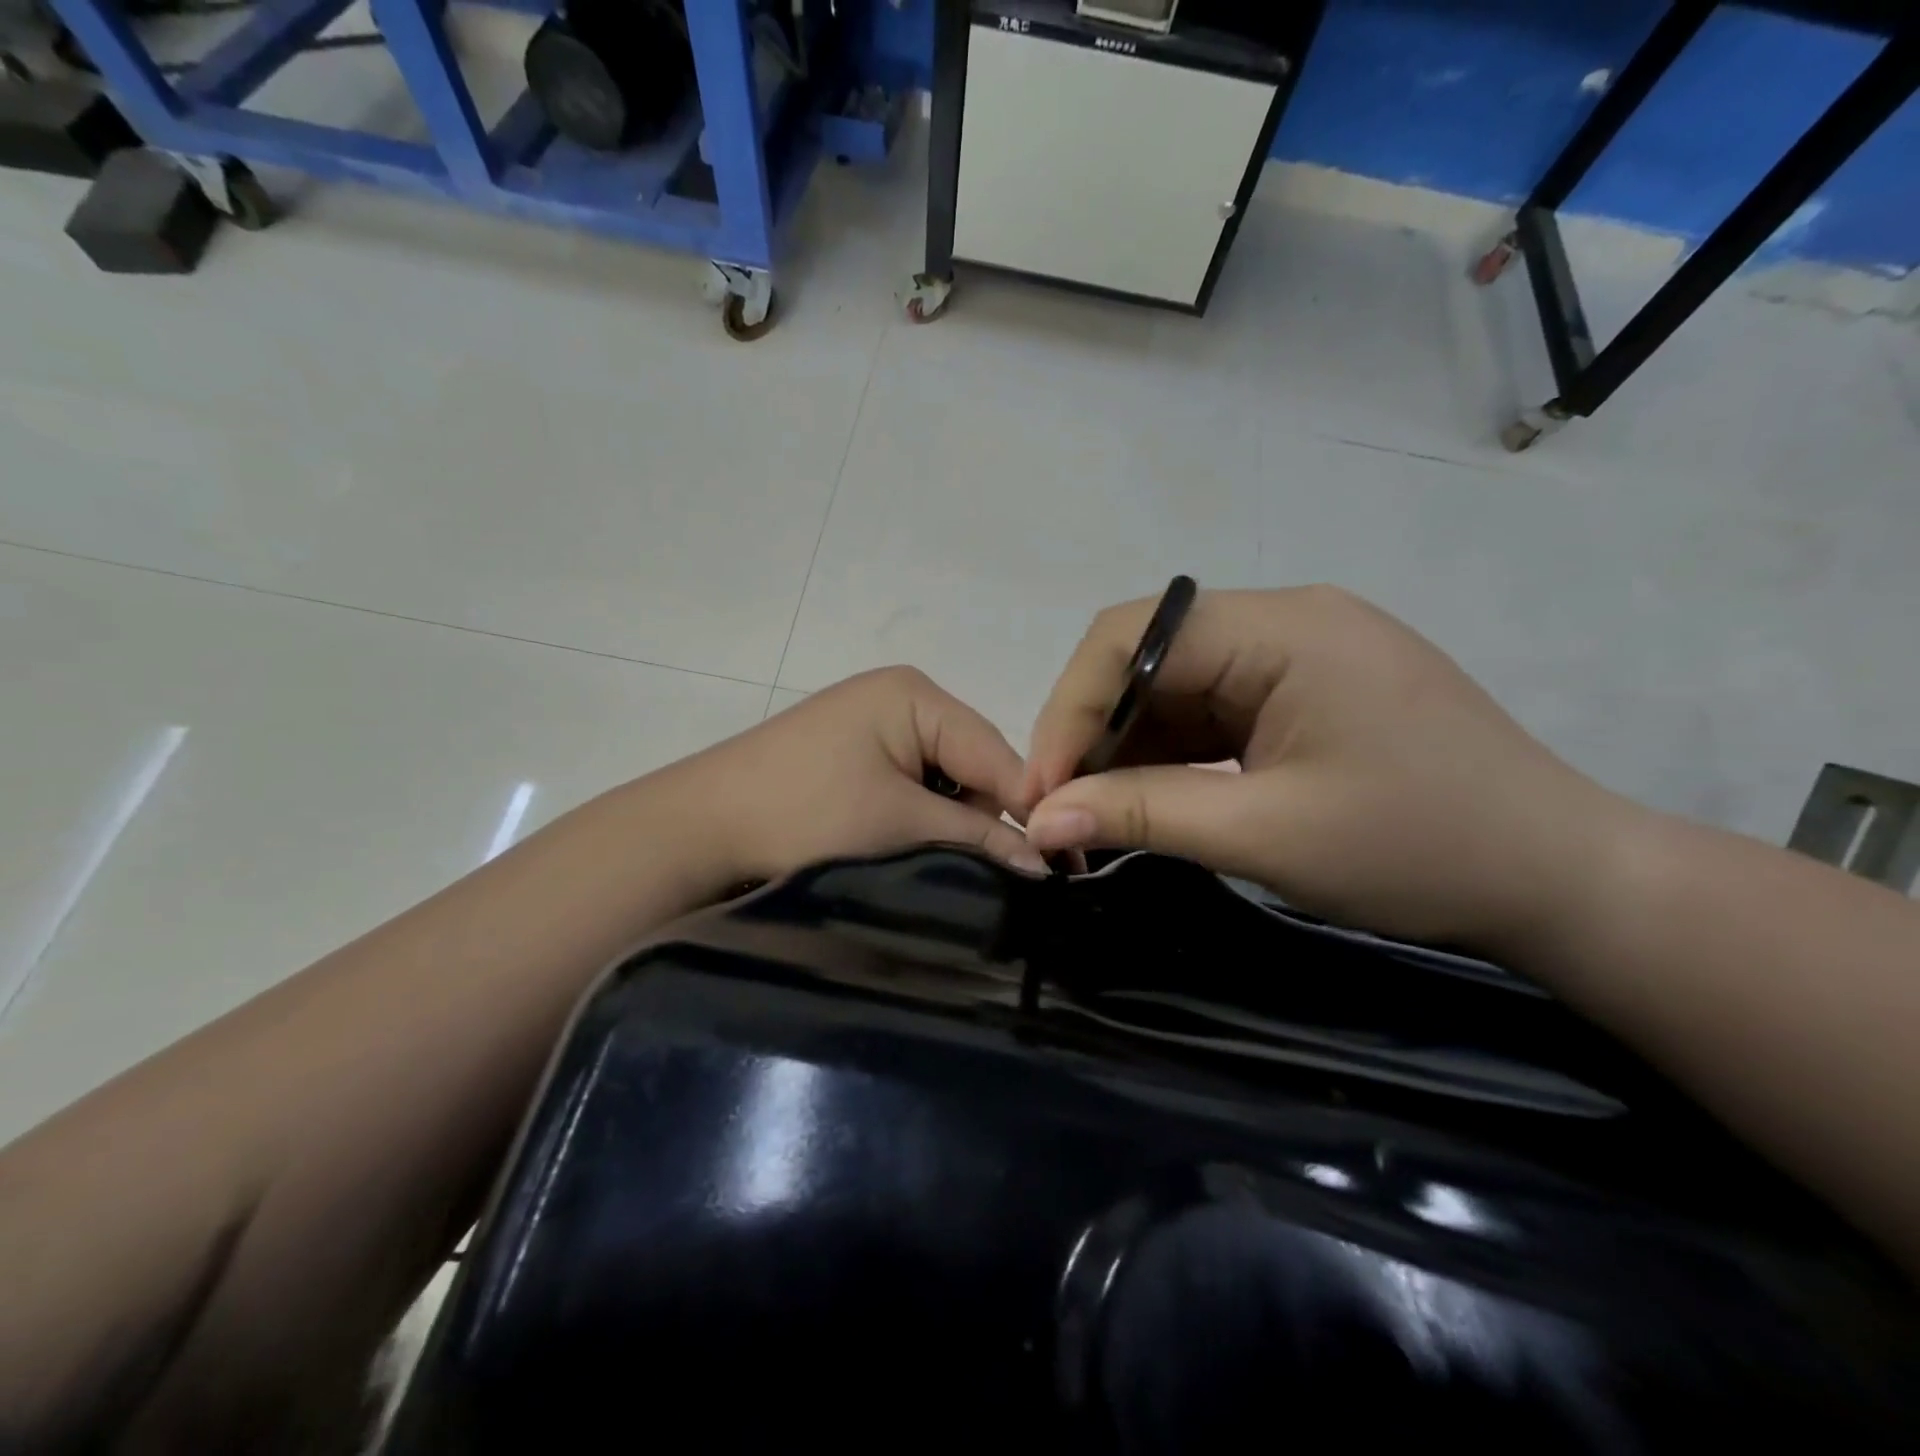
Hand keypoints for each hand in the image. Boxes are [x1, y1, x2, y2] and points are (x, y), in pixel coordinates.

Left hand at [682, 666, 1047, 888]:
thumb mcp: (899, 823)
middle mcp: (901, 699)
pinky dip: (923, 822)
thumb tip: (1046, 865)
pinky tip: (919, 854)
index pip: (997, 752)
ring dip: (954, 826)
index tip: (1062, 866)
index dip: (1029, 808)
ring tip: (959, 873)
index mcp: (915, 694)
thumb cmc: (802, 813)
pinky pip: (913, 788)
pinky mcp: (857, 759)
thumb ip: (977, 838)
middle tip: (1009, 880)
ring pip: (945, 782)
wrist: (698, 831)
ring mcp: (875, 728)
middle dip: (988, 820)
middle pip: (974, 765)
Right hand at [1020, 587, 1643, 951]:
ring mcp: (1298, 654)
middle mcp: (1284, 620)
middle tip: (1063, 809)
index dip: (1070, 710)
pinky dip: (1171, 753)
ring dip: (1129, 746)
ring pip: (1173, 685)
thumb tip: (1040, 821)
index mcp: (1283, 627)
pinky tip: (1153, 796)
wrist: (1561, 880)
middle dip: (1094, 732)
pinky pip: (1211, 709)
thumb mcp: (1266, 835)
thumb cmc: (1421, 850)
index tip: (1043, 791)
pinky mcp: (1305, 690)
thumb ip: (1143, 814)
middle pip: (1147, 656)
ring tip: (1100, 812)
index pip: (1132, 637)